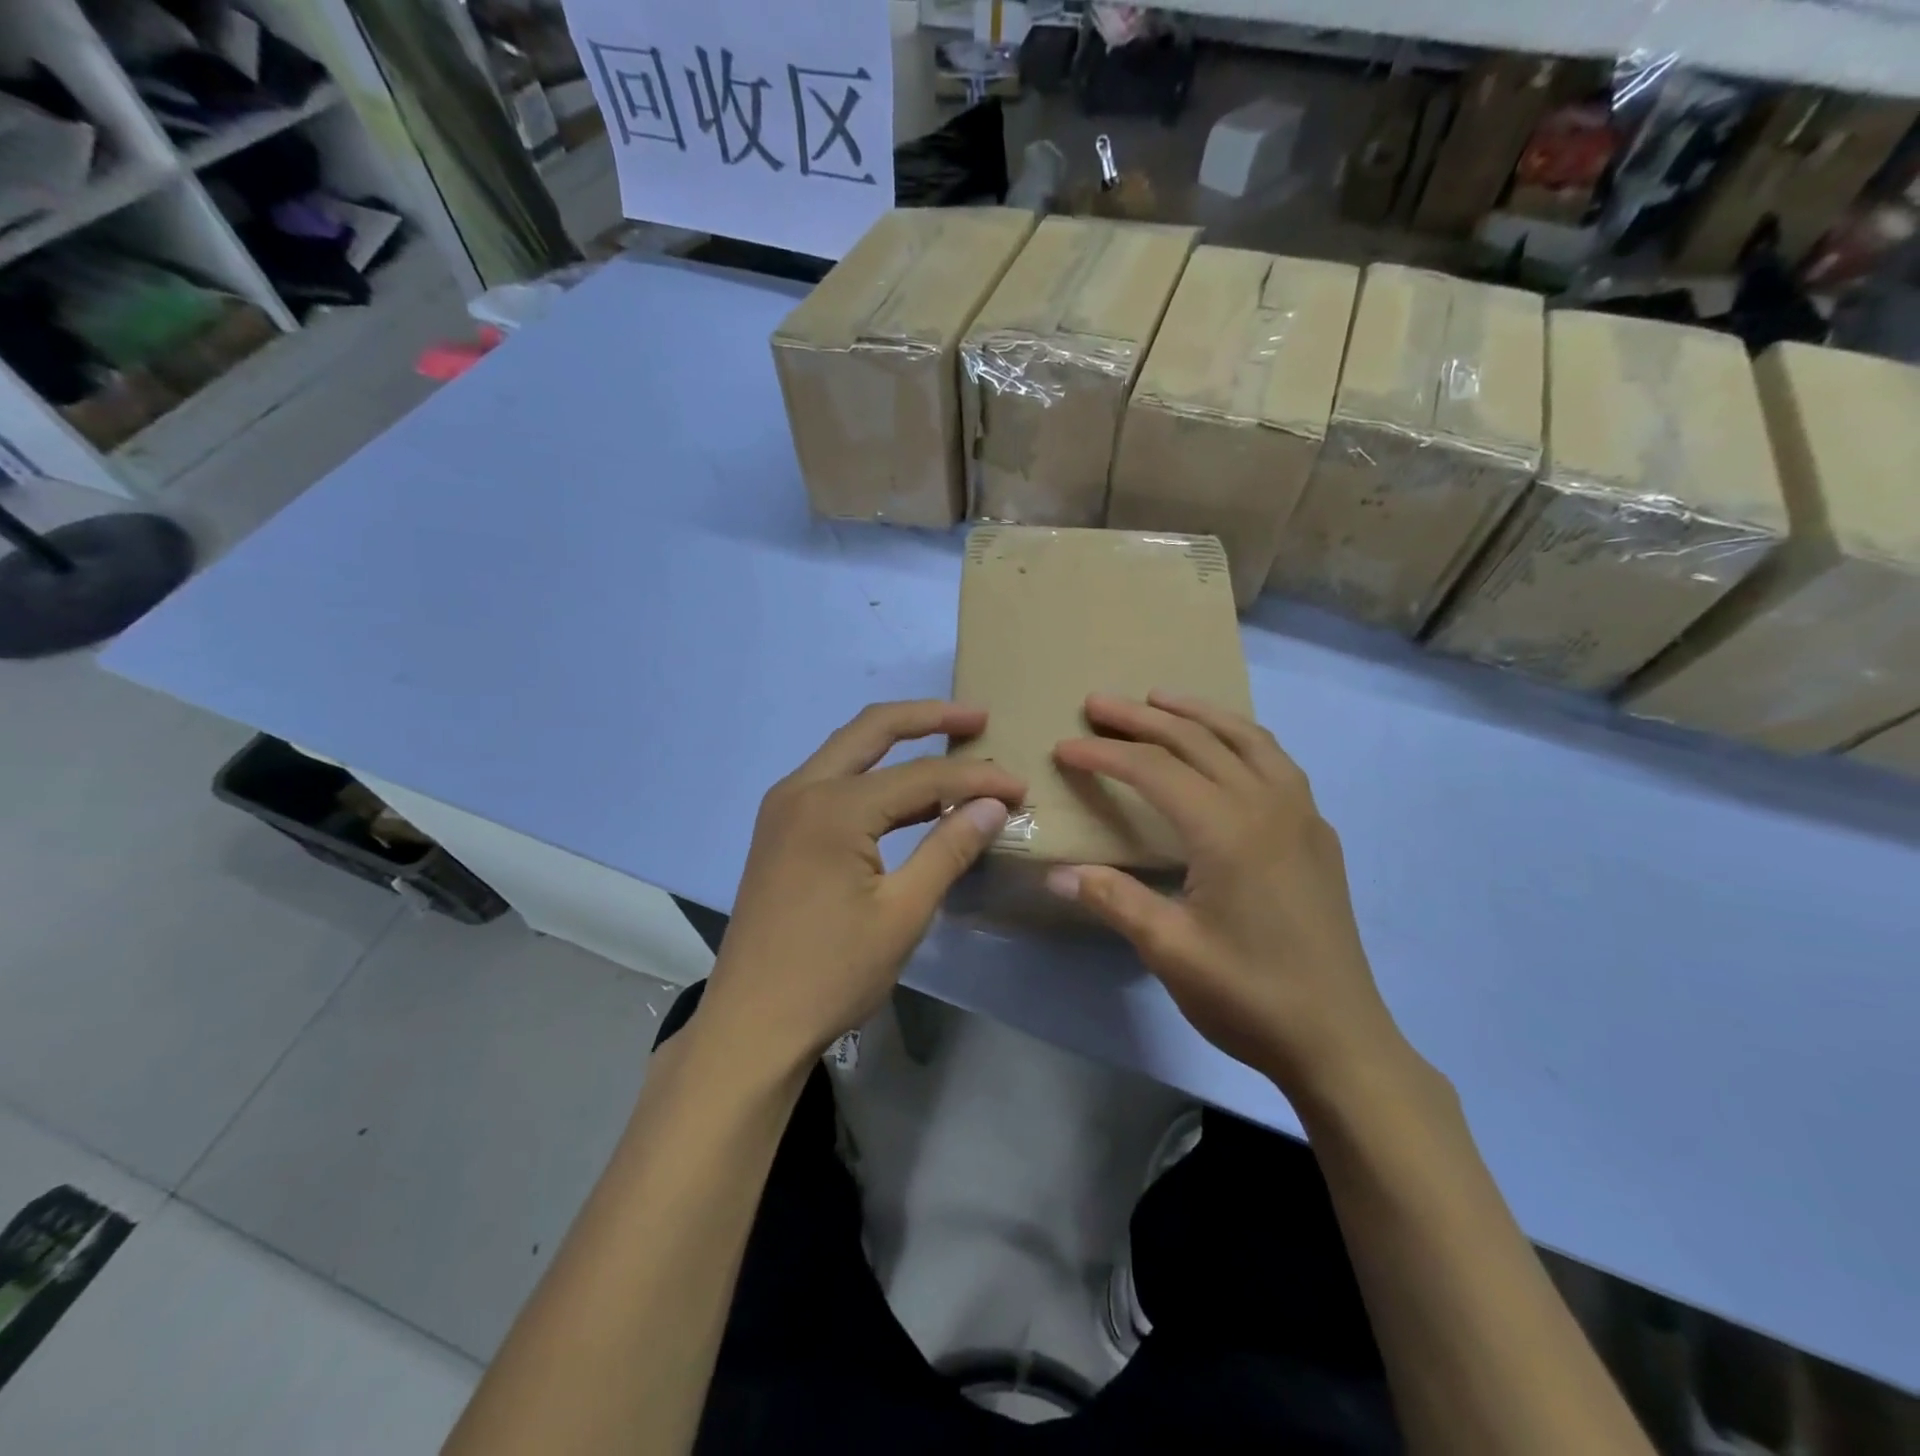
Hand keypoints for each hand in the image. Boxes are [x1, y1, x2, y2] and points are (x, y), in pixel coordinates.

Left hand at [698, 701, 1025, 1071]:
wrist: (752, 1023)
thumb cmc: (832, 973)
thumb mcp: (903, 913)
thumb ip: (949, 849)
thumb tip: (993, 805)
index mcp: (833, 807)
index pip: (921, 775)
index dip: (975, 779)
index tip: (1018, 787)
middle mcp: (802, 790)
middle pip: (873, 729)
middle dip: (928, 717)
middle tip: (978, 719)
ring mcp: (784, 807)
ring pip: (849, 750)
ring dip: (899, 742)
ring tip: (953, 746)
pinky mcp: (780, 829)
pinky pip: (834, 781)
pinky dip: (875, 776)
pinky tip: (911, 796)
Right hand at [1048, 692, 1411, 1101]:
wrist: (1340, 1040)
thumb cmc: (1250, 995)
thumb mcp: (1170, 951)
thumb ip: (1113, 901)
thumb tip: (1056, 873)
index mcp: (1228, 830)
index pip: (1154, 769)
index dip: (1104, 755)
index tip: (1064, 749)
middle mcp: (1268, 805)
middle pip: (1198, 740)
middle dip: (1142, 718)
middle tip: (1097, 703)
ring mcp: (1301, 815)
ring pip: (1246, 738)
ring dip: (1198, 713)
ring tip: (1160, 699)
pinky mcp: (1318, 834)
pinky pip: (1275, 761)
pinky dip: (1240, 737)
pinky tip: (1226, 748)